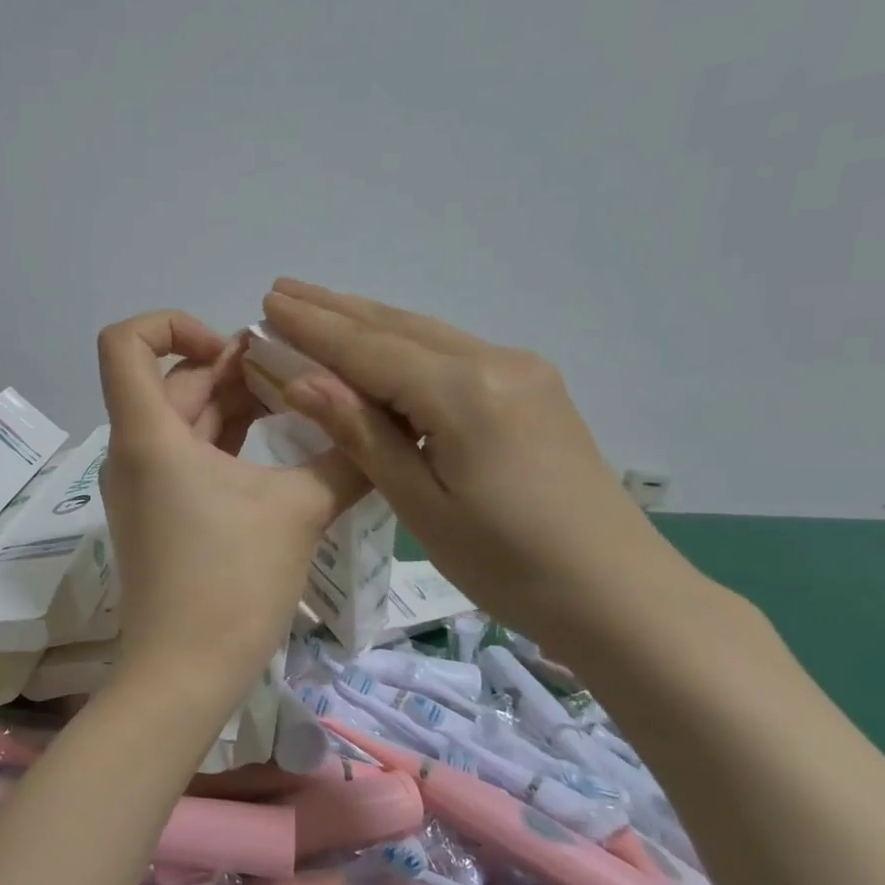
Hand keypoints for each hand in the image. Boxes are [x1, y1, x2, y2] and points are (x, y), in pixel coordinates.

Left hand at [97, 310, 364, 700]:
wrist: (183, 675)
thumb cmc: (230, 585)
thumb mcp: (297, 512)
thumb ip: (344, 460)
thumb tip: (385, 428)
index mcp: (149, 435)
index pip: (125, 342)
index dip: (173, 324)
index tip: (233, 349)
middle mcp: (134, 451)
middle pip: (173, 380)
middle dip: (233, 367)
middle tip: (297, 374)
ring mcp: (142, 485)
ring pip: (183, 420)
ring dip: (234, 404)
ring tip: (297, 402)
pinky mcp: (158, 514)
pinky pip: (186, 455)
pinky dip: (225, 440)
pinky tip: (276, 447)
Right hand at [261, 280, 689, 648]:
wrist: (618, 593)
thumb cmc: (507, 564)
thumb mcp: (420, 504)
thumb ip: (361, 432)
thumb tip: (299, 378)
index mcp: (463, 393)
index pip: (368, 349)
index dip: (312, 328)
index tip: (266, 304)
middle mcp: (494, 362)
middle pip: (397, 327)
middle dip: (334, 309)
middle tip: (281, 291)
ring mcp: (521, 371)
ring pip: (426, 335)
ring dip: (368, 321)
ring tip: (318, 306)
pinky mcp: (533, 389)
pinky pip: (452, 353)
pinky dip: (404, 345)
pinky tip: (381, 347)